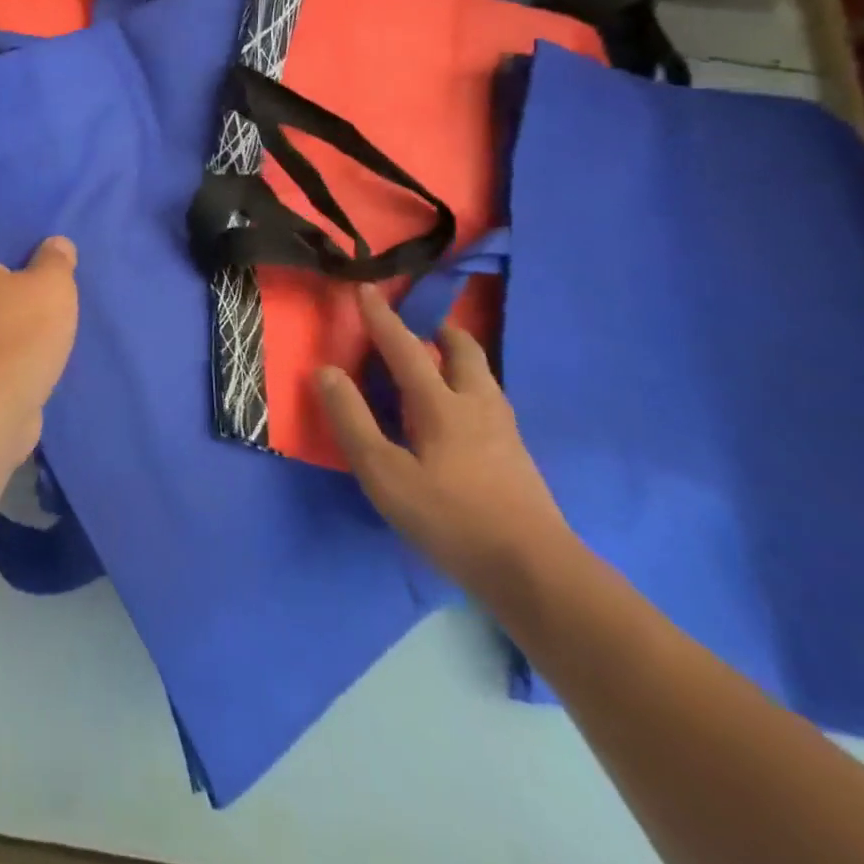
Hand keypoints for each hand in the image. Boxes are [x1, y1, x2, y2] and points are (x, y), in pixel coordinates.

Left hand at [0, 237, 78, 462]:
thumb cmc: (13, 336)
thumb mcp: (50, 285)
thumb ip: (56, 258)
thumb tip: (55, 244)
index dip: (6, 226)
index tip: (38, 230)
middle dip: (18, 268)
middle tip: (56, 264)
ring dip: (18, 306)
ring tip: (58, 300)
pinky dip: (14, 335)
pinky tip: (47, 336)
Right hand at [316, 285, 574, 597]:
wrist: (538, 574)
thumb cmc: (451, 519)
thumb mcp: (384, 474)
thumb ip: (352, 420)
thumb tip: (326, 371)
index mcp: (441, 404)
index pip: (405, 348)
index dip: (382, 318)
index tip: (367, 289)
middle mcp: (477, 406)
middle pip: (464, 352)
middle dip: (440, 332)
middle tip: (420, 327)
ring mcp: (505, 433)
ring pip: (483, 377)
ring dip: (460, 359)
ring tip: (439, 364)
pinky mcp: (518, 459)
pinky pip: (490, 403)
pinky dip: (471, 389)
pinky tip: (462, 415)